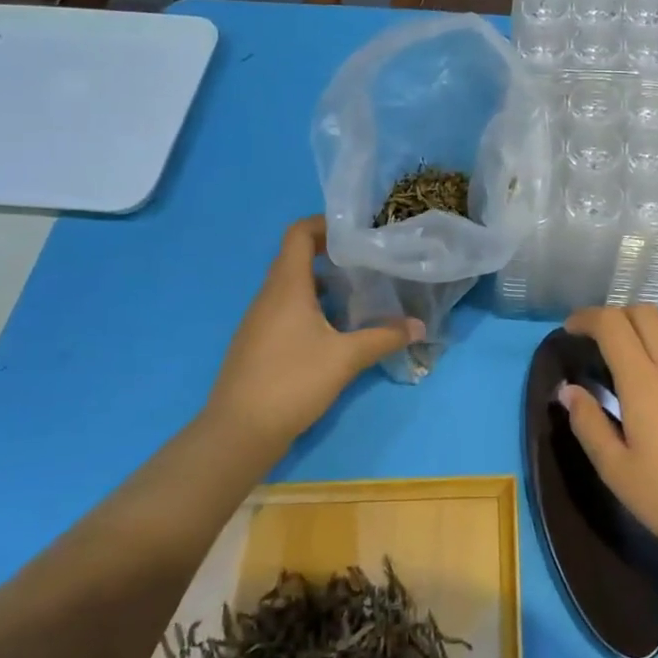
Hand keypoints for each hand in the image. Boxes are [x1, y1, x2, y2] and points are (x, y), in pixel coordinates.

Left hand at [209, 217, 420, 446]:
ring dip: (322, 283)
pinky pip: (285, 309)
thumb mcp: (345, 358)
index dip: (324, 224)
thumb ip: (384, 337)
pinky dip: (311, 307)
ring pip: (292, 286)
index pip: (298, 234)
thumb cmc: (292, 382)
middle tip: (367, 262)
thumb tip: (419, 326)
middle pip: (296, 258)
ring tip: (358, 293)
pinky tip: (334, 329)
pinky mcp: (257, 343)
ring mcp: (259, 321)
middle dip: (331, 255)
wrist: (238, 433)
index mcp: (286, 286)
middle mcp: (268, 296)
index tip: (356, 233)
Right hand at [560, 306, 657, 582]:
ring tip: (630, 351)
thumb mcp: (619, 473)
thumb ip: (589, 425)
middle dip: (615, 315)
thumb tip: (568, 390)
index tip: (569, 330)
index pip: (612, 324)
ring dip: (645, 324)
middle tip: (596, 341)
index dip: (586, 318)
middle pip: (644, 312)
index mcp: (643, 382)